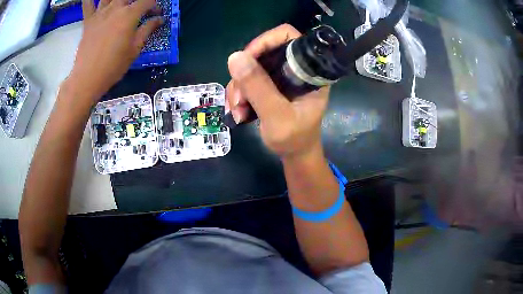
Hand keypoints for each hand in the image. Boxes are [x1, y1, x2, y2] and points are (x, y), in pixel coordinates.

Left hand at [68, 0, 162, 102]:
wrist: (87, 78)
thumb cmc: (113, 66)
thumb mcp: (135, 49)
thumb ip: (147, 30)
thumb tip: (159, 19)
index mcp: (129, 15)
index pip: (147, 1)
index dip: (154, 6)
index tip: (156, 14)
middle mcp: (115, 8)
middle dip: (137, 0)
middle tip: (138, 9)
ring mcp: (100, 13)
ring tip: (121, 5)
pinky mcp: (88, 20)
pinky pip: (87, 4)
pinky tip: (94, 0)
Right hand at [226, 24, 329, 158]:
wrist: (295, 155)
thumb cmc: (294, 139)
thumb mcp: (277, 116)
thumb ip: (259, 88)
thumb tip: (235, 57)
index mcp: (308, 71)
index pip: (289, 37)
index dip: (265, 41)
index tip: (246, 60)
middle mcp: (294, 69)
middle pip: (263, 52)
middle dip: (245, 74)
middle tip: (238, 99)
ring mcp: (281, 77)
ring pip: (251, 68)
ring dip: (238, 88)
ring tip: (236, 112)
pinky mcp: (270, 86)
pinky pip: (248, 80)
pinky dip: (238, 94)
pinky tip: (237, 112)